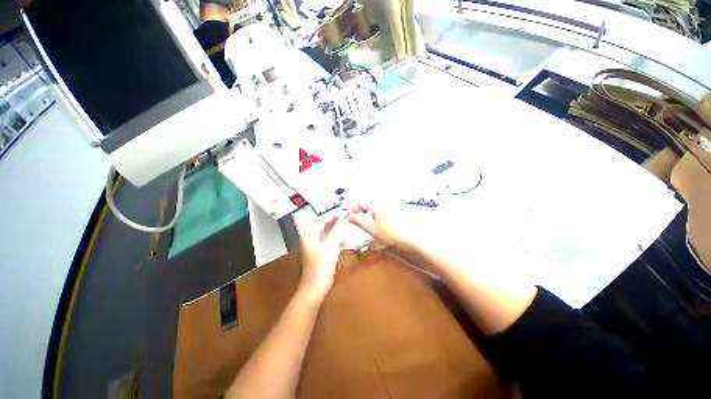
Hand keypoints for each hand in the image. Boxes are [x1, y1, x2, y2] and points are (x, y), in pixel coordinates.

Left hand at [299, 216, 346, 301]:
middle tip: (347, 220)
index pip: (321, 219)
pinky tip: (344, 242)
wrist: (315, 289)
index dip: (332, 215)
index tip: (344, 213)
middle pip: (323, 226)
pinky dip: (336, 241)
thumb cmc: (321, 266)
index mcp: (310, 235)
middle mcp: (311, 239)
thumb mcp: (330, 245)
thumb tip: (344, 216)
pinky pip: (329, 243)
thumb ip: (337, 229)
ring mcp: (315, 248)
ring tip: (347, 229)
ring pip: (327, 234)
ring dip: (336, 231)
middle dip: (335, 222)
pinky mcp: (320, 255)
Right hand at [345, 204, 410, 250]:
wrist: (409, 239)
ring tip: (363, 223)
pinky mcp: (393, 213)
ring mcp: (388, 208)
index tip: (347, 219)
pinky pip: (379, 212)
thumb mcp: (371, 229)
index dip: (352, 210)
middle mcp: (382, 204)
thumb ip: (359, 221)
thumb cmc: (389, 234)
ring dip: (366, 214)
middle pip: (366, 205)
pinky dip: (374, 216)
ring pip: (373, 208)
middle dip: (358, 212)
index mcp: (375, 206)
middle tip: (354, 221)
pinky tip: (375, 224)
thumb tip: (349, 217)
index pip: (360, 204)